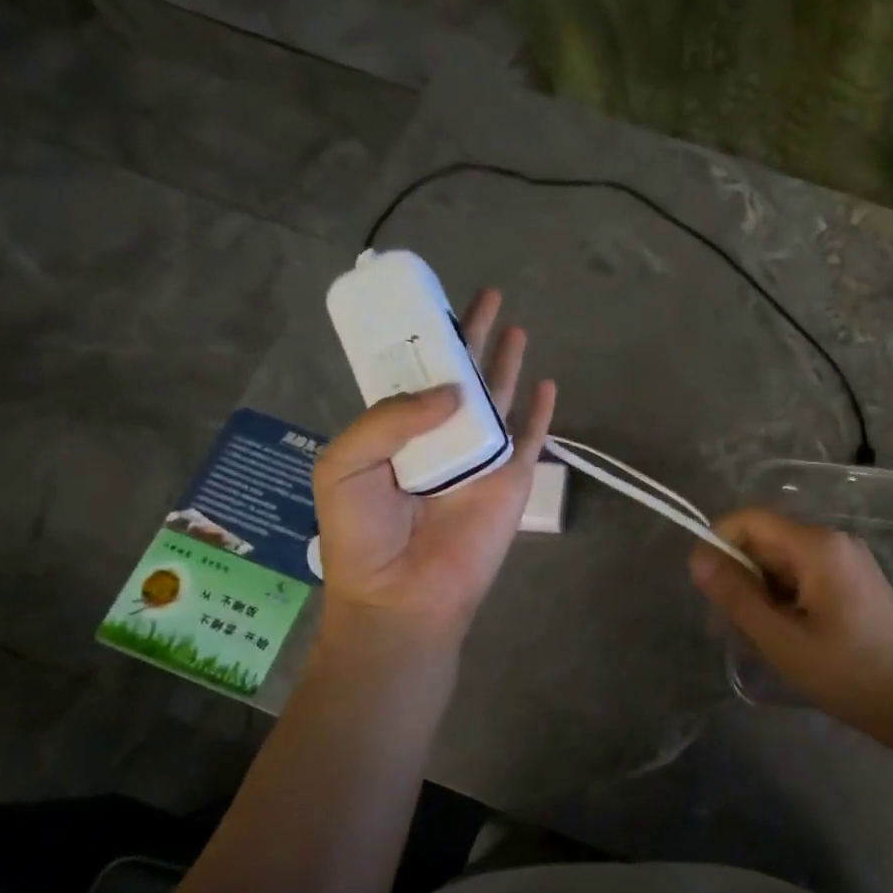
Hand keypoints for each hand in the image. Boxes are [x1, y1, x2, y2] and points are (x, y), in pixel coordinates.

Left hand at [313, 289, 556, 645]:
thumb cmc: (363, 535)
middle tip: (486, 297)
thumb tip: (451, 390)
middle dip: (472, 336)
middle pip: (461, 377)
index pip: (414, 376)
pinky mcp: (511, 480)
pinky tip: (547, 383)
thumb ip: (389, 418)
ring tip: (514, 326)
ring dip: (506, 363)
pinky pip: (530, 438)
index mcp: (396, 433)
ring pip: (498, 399)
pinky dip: (542, 412)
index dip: (423, 341)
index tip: (432, 305)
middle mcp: (439, 437)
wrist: (403, 595)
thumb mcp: (345, 464)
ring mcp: (479, 458)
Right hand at [689, 508, 892, 743]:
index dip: (718, 544)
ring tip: (754, 644)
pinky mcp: (853, 585)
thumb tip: (698, 558)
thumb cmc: (848, 672)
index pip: (750, 520)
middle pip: (766, 542)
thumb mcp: (781, 638)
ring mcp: (846, 563)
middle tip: (727, 630)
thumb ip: (736, 595)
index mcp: (816, 546)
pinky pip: (803, 580)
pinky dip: (783, 604)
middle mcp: (833, 542)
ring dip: (759, 597)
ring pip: (782, 565)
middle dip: (739, 579)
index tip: (705, 588)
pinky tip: (781, 642)